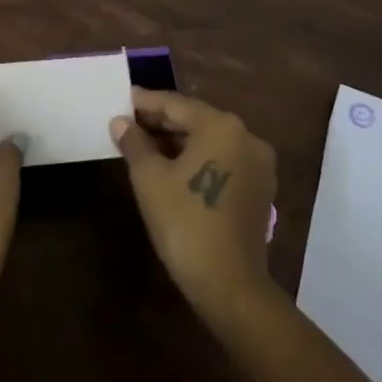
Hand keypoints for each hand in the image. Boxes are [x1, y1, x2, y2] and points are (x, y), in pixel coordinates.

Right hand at [110, 88, 276, 322]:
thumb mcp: (149, 179)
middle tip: (130, 123)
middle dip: (162, 122)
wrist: (229, 284)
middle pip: (196, 120)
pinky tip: (173, 168)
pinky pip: (223, 161)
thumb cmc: (185, 222)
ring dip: (179, 142)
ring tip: (146, 145)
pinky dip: (199, 159)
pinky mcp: (260, 189)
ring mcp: (258, 164)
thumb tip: (121, 122)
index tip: (125, 98)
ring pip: (211, 142)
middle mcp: (246, 137)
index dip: (147, 102)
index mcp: (221, 126)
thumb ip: (134, 143)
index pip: (176, 104)